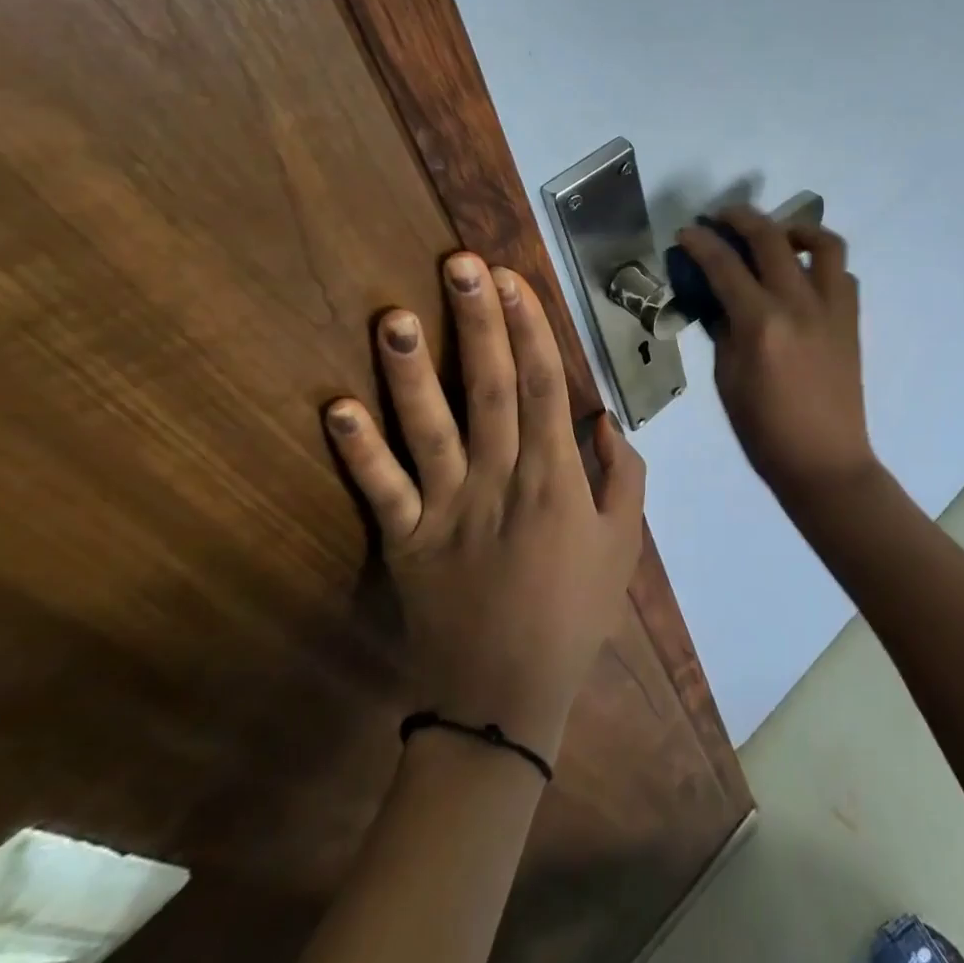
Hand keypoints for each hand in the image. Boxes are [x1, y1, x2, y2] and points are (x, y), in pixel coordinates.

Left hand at [323, 254, 645, 761]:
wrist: (507, 697)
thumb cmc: (575, 613)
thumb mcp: (624, 546)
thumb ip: (624, 477)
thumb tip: (605, 418)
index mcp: (556, 479)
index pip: (545, 387)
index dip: (531, 330)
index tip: (516, 281)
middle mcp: (501, 480)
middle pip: (492, 389)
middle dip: (480, 323)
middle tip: (463, 266)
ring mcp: (448, 509)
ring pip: (430, 428)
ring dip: (414, 371)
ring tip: (396, 316)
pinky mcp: (406, 541)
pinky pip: (381, 490)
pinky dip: (358, 451)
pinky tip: (338, 407)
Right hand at [676, 207, 876, 499]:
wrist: (824, 461)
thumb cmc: (764, 431)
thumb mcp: (726, 379)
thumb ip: (723, 330)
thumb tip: (718, 299)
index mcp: (761, 324)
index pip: (725, 266)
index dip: (701, 243)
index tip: (687, 232)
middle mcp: (800, 304)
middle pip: (771, 238)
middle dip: (741, 218)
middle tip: (722, 217)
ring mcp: (832, 308)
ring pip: (823, 243)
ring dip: (795, 229)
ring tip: (776, 236)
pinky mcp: (852, 319)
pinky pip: (842, 274)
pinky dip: (821, 264)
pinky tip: (802, 277)